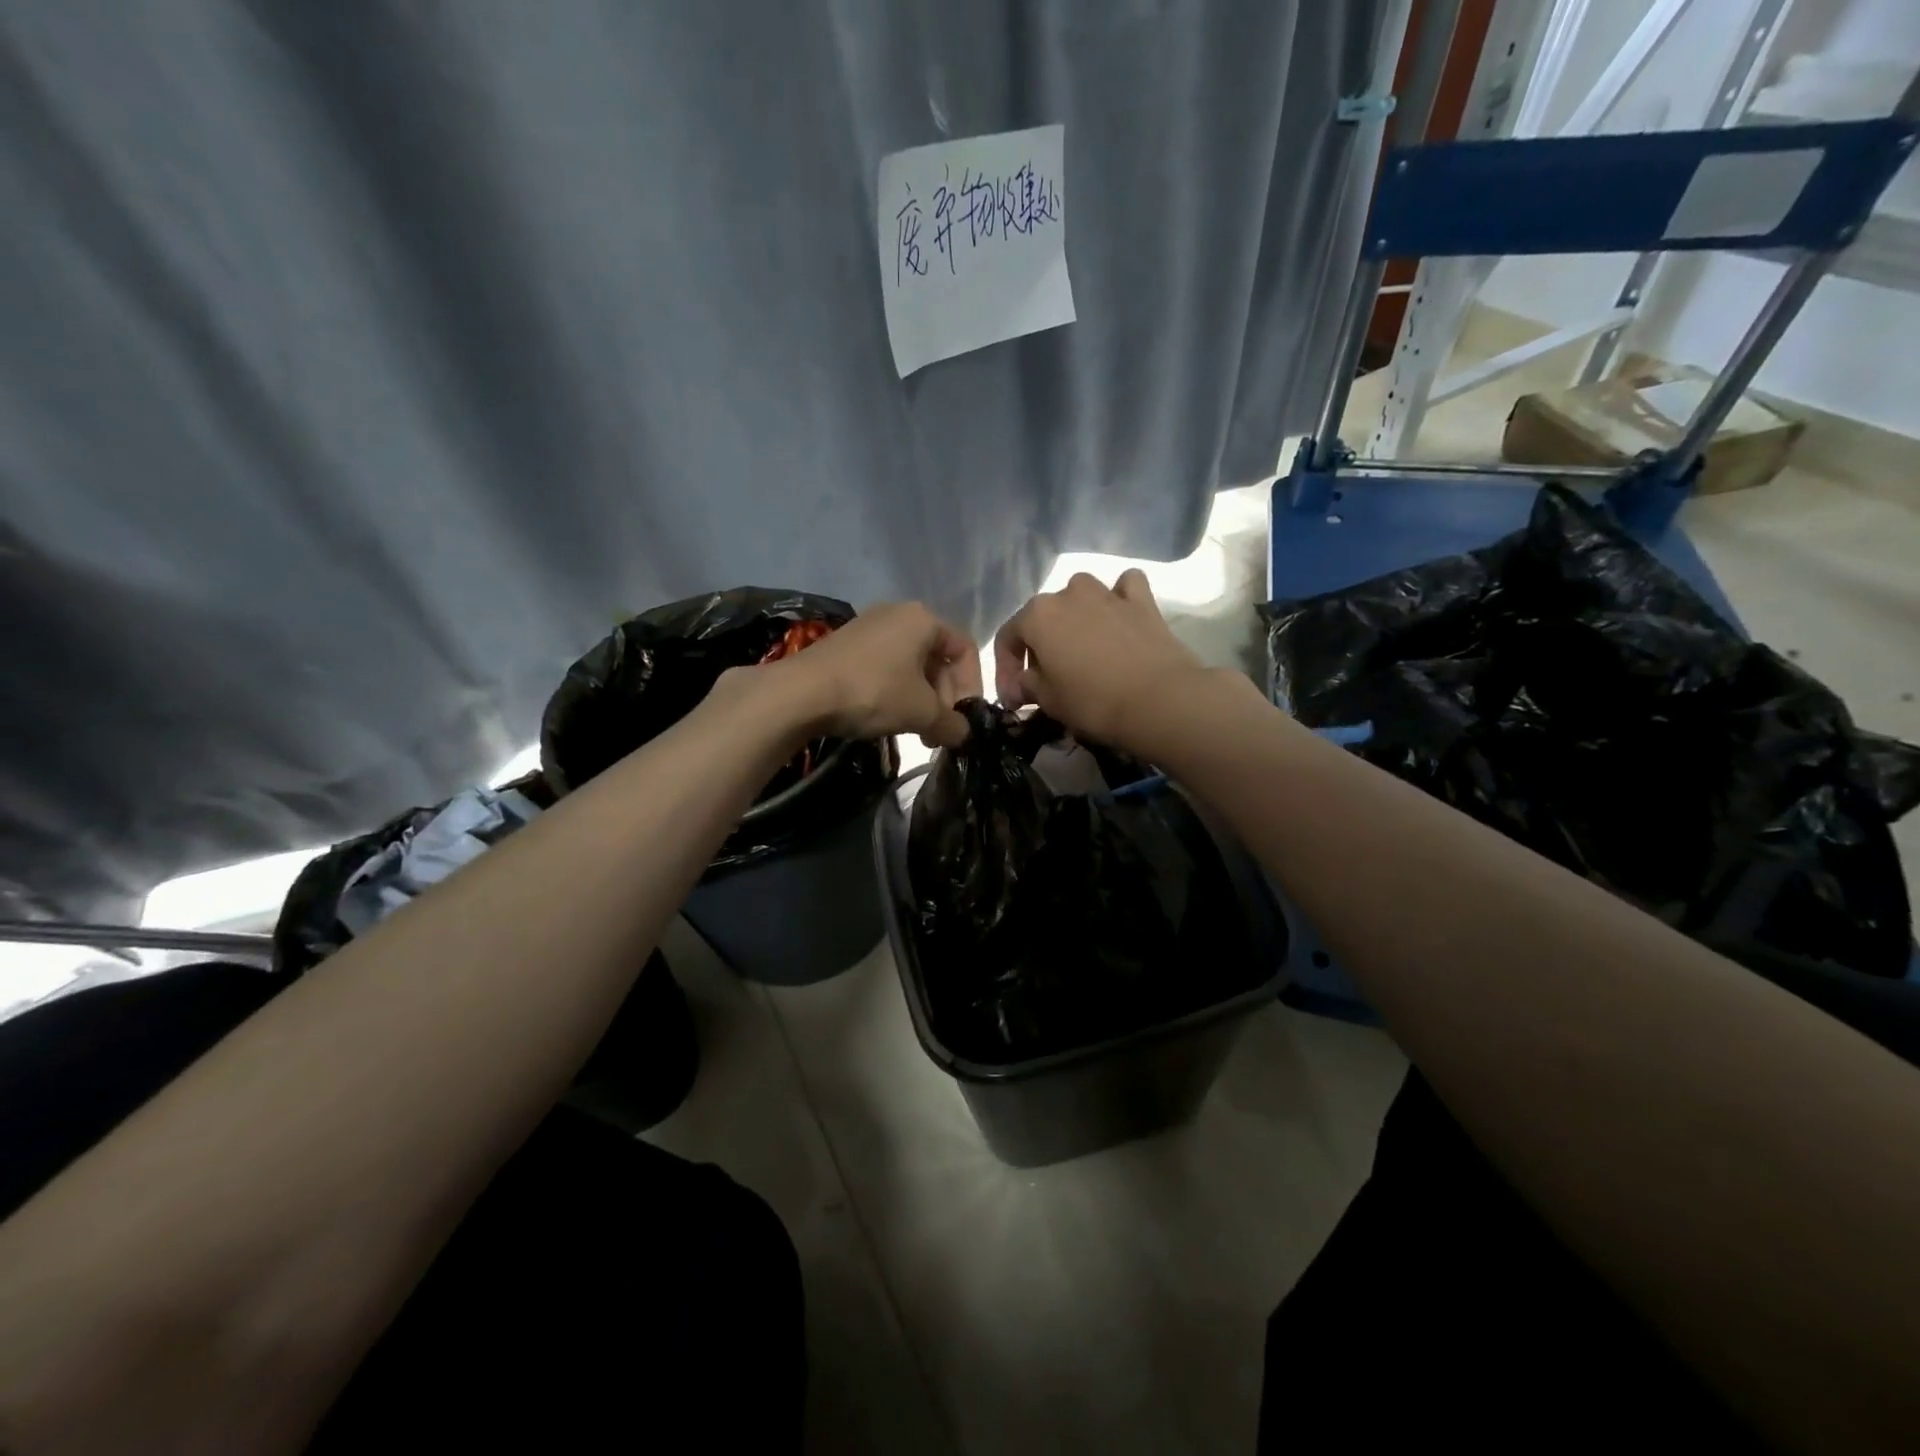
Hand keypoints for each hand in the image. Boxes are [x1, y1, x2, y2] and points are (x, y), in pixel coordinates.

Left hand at [771, 602, 980, 748]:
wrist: (802, 692)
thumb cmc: (873, 692)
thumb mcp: (921, 712)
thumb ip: (951, 723)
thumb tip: (963, 734)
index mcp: (923, 619)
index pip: (965, 649)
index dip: (972, 686)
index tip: (963, 718)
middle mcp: (898, 614)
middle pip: (937, 658)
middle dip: (943, 698)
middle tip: (939, 731)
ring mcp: (869, 627)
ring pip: (910, 665)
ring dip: (920, 700)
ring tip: (916, 732)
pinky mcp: (846, 645)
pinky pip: (885, 667)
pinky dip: (895, 692)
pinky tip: (887, 719)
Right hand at [994, 569, 1210, 751]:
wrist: (1159, 701)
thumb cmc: (1092, 701)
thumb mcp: (1048, 701)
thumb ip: (1026, 686)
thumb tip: (1020, 686)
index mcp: (1037, 614)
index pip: (1007, 638)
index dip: (1005, 671)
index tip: (1014, 699)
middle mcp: (1068, 593)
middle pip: (1043, 617)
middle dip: (1039, 648)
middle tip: (1045, 680)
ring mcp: (1107, 592)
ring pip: (1080, 596)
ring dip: (1075, 618)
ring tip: (1081, 650)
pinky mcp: (1142, 601)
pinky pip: (1123, 589)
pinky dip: (1118, 599)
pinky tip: (1118, 617)